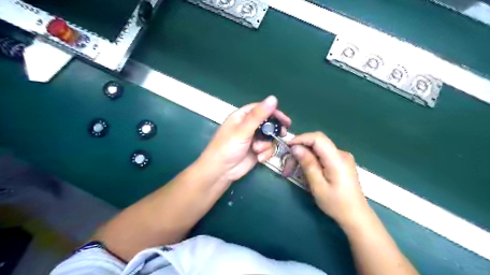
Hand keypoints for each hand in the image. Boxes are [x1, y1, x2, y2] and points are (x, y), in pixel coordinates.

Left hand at [200, 95, 289, 182]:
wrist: (221, 172)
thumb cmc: (227, 147)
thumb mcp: (243, 130)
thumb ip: (258, 115)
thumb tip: (273, 98)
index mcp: (242, 117)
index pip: (261, 109)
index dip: (274, 113)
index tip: (285, 120)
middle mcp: (248, 126)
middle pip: (268, 123)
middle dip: (274, 130)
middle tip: (282, 134)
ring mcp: (253, 139)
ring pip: (269, 138)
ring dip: (266, 145)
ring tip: (257, 150)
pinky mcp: (256, 151)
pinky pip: (268, 149)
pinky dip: (265, 153)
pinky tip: (258, 158)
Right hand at [288, 133, 368, 228]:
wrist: (356, 216)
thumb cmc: (336, 204)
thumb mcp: (318, 186)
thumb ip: (308, 164)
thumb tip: (295, 147)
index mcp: (337, 159)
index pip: (318, 138)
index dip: (301, 139)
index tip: (287, 147)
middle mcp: (341, 154)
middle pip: (317, 143)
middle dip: (300, 151)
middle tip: (287, 166)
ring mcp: (342, 158)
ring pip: (318, 150)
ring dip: (304, 157)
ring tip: (293, 171)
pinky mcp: (341, 162)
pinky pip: (322, 156)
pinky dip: (311, 161)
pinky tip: (305, 172)